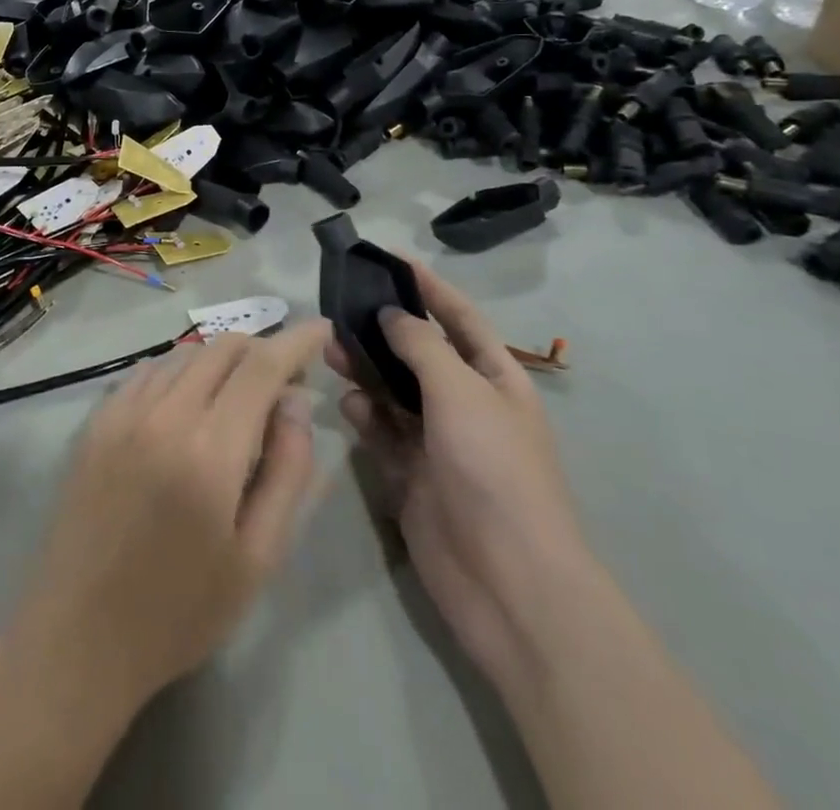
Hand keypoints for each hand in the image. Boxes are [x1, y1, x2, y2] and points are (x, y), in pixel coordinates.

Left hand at [2, 323, 327, 716]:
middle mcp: (164, 414)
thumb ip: (287, 471)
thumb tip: (296, 402)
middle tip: (284, 382)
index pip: (262, 367)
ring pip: (185, 355)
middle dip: (262, 350)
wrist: (80, 635)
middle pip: (223, 349)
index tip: (321, 329)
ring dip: (222, 361)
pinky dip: (180, 372)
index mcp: (210, 451)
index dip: (296, 341)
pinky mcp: (96, 420)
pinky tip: (188, 403)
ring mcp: (122, 412)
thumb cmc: (181, 609)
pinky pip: (148, 372)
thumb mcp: (258, 557)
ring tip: (239, 396)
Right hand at [326, 264, 588, 678]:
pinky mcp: (410, 474)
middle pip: (417, 352)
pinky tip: (349, 407)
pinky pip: (381, 432)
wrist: (507, 580)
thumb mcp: (461, 391)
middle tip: (339, 310)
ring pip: (392, 391)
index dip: (428, 286)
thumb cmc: (493, 468)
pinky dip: (364, 416)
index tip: (388, 258)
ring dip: (365, 370)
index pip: (458, 317)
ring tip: (333, 353)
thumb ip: (421, 345)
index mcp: (494, 378)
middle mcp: (465, 404)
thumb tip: (391, 313)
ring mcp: (437, 441)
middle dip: (382, 330)